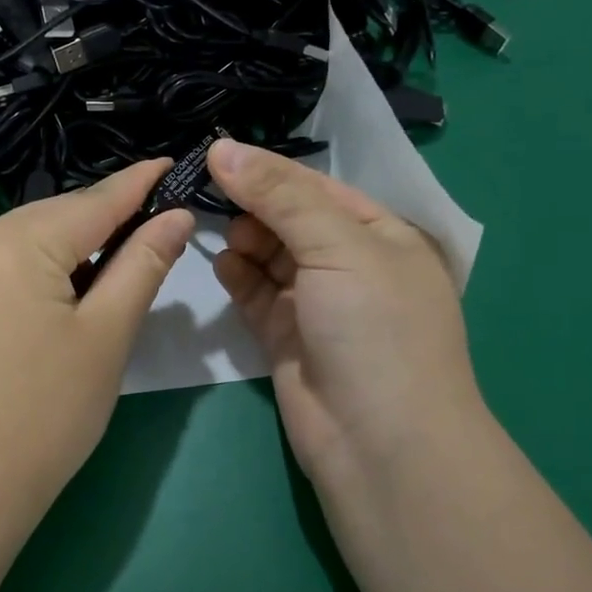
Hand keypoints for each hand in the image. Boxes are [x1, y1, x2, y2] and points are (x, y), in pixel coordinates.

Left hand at [0, 159, 194, 499]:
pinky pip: (1, 265)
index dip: (138, 184)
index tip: (173, 163)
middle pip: (56, 217)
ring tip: (115, 262)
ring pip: (27, 240)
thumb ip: (142, 264)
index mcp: (16, 243)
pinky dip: (39, 268)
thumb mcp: (108, 334)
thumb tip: (176, 216)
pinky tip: (62, 291)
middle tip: (155, 226)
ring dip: (72, 246)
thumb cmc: (49, 411)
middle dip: (106, 219)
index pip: (93, 201)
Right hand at [207, 140, 484, 499]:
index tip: (213, 154)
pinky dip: (238, 276)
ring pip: (269, 255)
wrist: (380, 443)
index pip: (316, 186)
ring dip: (244, 240)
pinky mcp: (286, 336)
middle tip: (210, 197)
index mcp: (381, 234)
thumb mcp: (338, 246)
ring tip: (221, 235)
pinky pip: (256, 293)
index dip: (268, 170)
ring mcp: (316, 303)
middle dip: (253, 206)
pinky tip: (224, 265)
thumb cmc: (375, 329)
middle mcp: (350, 264)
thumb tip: (222, 148)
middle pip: (289, 218)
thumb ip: (279, 195)